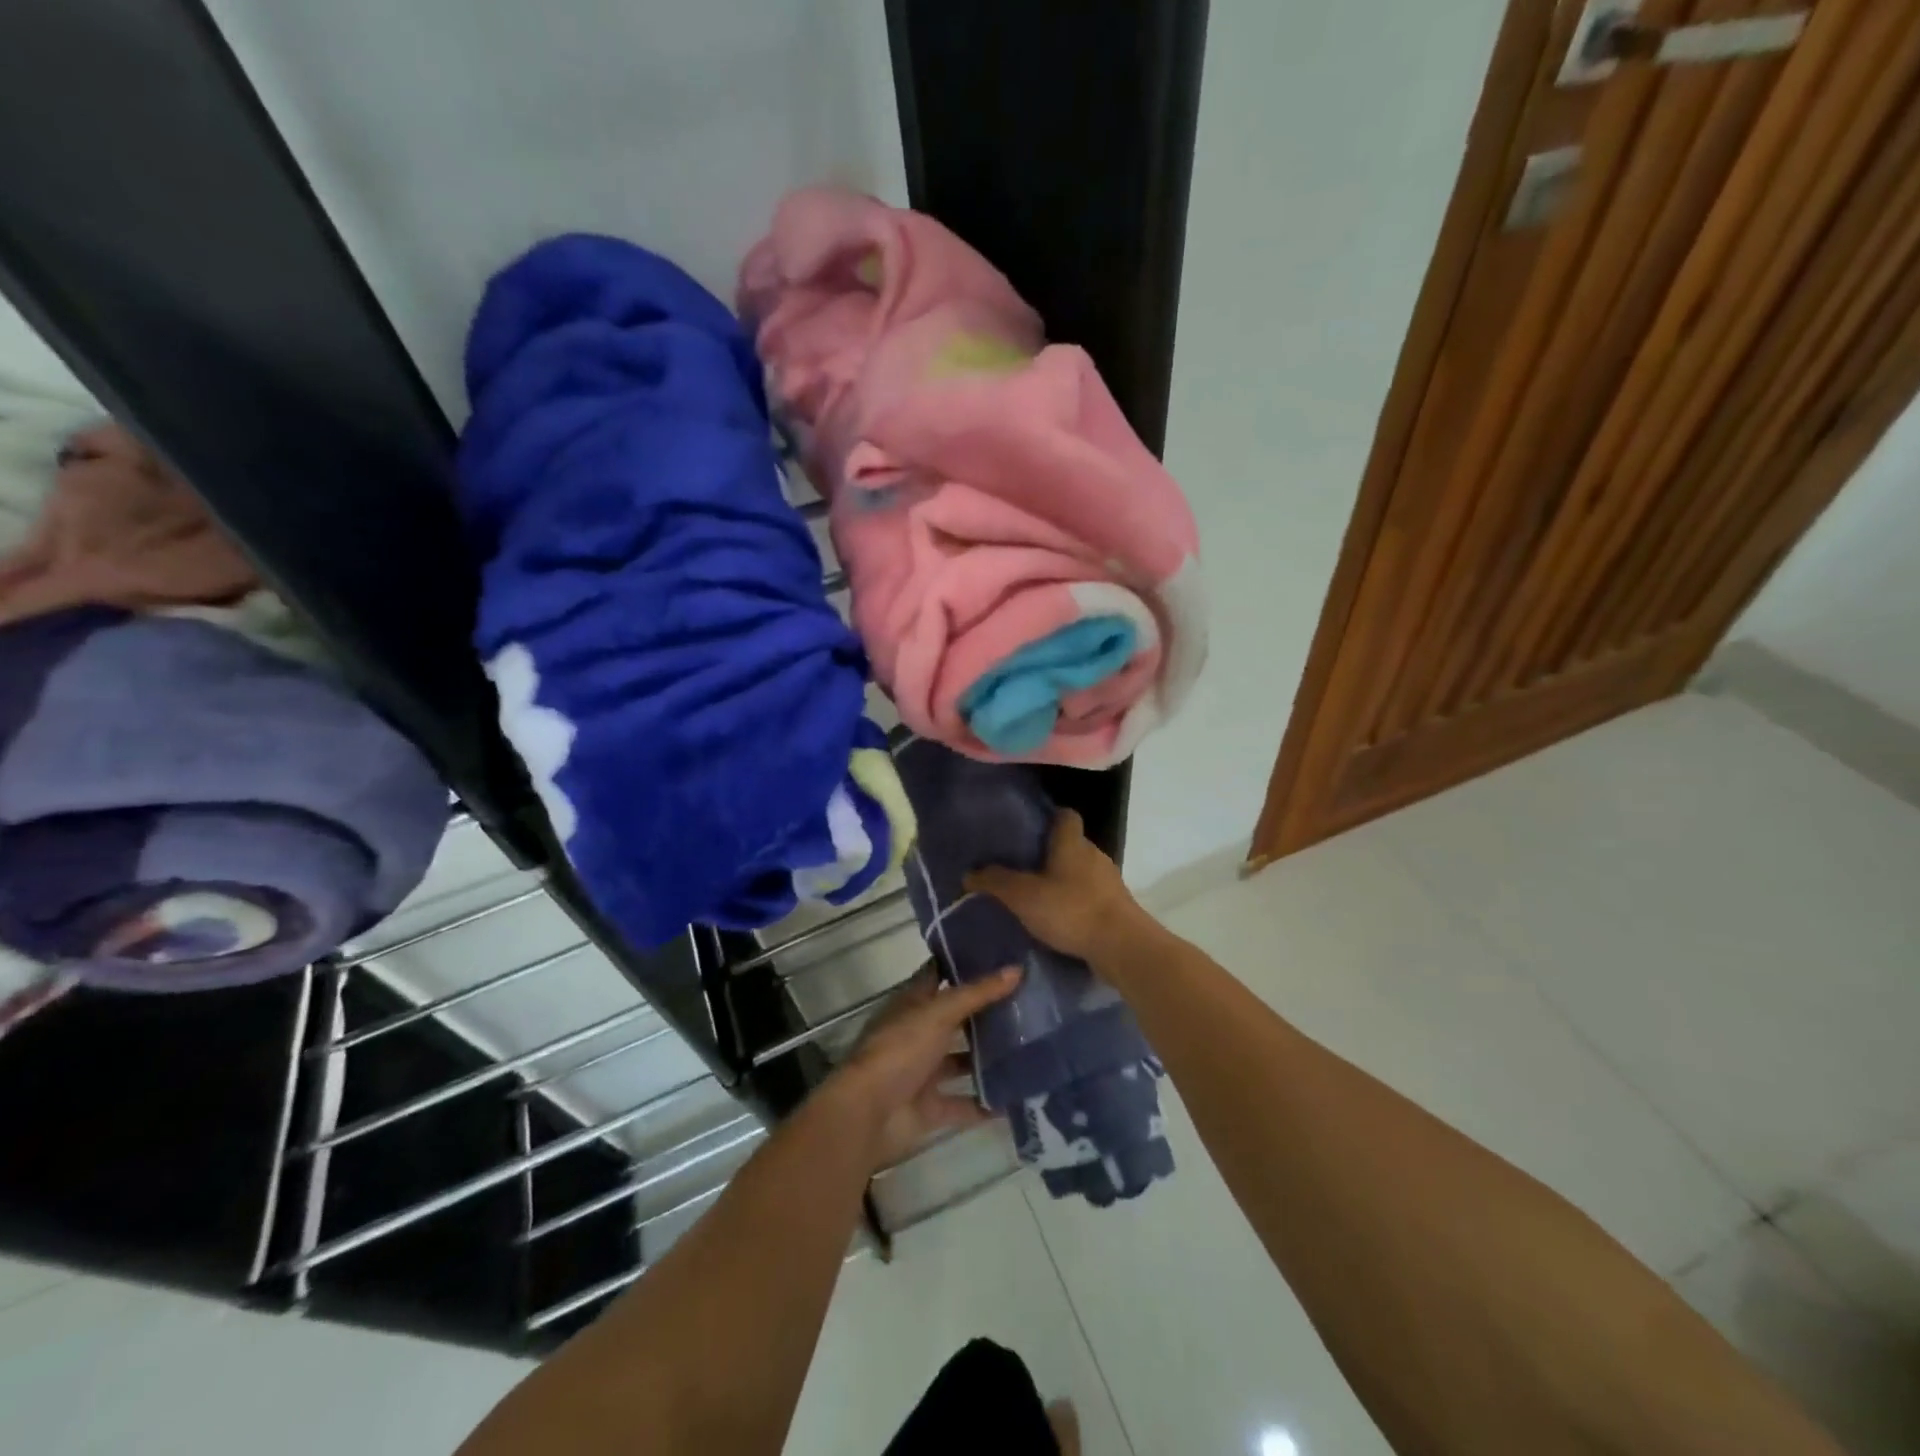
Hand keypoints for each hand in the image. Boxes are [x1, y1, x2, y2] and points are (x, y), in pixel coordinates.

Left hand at [825, 964, 1021, 1170]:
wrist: (868, 1114)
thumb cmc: (899, 1050)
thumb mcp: (939, 1014)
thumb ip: (977, 994)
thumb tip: (1017, 968)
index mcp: (912, 1003)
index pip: (939, 973)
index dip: (964, 963)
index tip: (1000, 954)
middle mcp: (918, 1033)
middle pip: (955, 1017)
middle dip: (986, 1012)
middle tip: (1029, 1000)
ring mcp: (923, 1071)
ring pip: (962, 1060)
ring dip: (989, 1057)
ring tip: (1031, 1046)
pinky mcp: (931, 1107)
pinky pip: (965, 1103)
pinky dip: (987, 1102)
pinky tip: (1019, 1095)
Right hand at [964, 809, 1142, 961]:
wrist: (1123, 947)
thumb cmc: (1071, 910)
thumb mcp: (1023, 896)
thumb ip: (995, 882)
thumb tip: (969, 873)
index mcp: (1072, 842)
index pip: (1065, 815)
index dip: (1048, 818)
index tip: (1026, 830)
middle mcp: (1093, 854)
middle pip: (1070, 844)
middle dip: (1048, 853)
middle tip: (1021, 866)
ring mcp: (1108, 881)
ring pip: (1080, 871)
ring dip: (1062, 880)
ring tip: (1035, 895)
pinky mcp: (1116, 906)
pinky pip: (1089, 896)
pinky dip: (1074, 902)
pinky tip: (1057, 919)